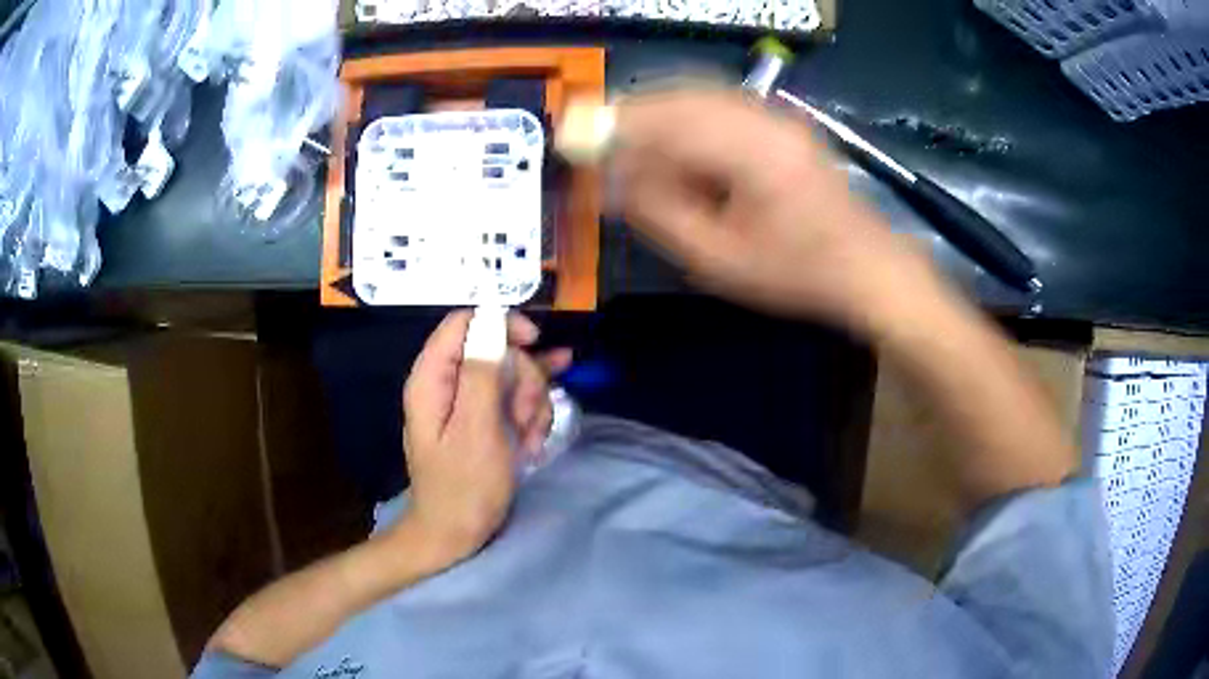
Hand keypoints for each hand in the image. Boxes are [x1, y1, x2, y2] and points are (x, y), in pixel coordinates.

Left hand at [397, 310, 571, 565]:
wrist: (454, 535)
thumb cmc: (463, 487)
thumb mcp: (476, 430)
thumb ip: (481, 373)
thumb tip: (491, 320)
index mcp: (433, 378)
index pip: (465, 322)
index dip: (501, 324)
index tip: (534, 343)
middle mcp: (447, 383)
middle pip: (495, 349)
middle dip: (523, 378)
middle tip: (527, 416)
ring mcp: (465, 403)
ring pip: (511, 376)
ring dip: (531, 404)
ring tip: (529, 438)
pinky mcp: (481, 420)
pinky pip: (514, 400)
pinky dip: (529, 418)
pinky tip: (533, 440)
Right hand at [609, 90, 937, 337]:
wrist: (867, 265)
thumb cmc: (796, 272)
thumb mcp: (719, 259)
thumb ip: (662, 215)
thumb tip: (616, 182)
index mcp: (748, 150)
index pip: (664, 123)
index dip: (614, 129)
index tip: (577, 140)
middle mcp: (761, 118)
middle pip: (678, 97)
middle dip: (631, 115)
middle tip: (597, 140)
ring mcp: (776, 116)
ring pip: (698, 95)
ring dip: (657, 114)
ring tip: (629, 144)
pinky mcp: (782, 122)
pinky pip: (720, 105)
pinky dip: (685, 116)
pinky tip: (674, 141)